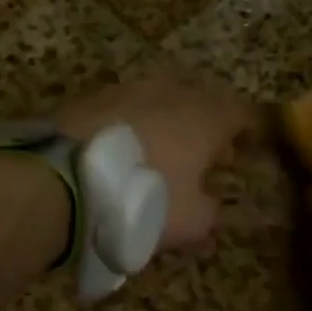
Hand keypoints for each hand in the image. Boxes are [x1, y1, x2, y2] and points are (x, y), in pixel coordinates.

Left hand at [57, 73, 254, 250]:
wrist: (64, 180)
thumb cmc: (142, 199)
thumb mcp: (189, 221)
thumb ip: (209, 211)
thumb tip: (209, 205)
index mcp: (203, 117)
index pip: (240, 112)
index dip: (247, 129)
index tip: (246, 147)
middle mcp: (168, 92)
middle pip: (197, 95)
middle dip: (203, 116)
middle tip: (201, 145)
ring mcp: (125, 89)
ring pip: (155, 95)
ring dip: (162, 115)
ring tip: (157, 144)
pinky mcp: (87, 98)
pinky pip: (120, 106)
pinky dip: (126, 121)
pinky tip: (118, 144)